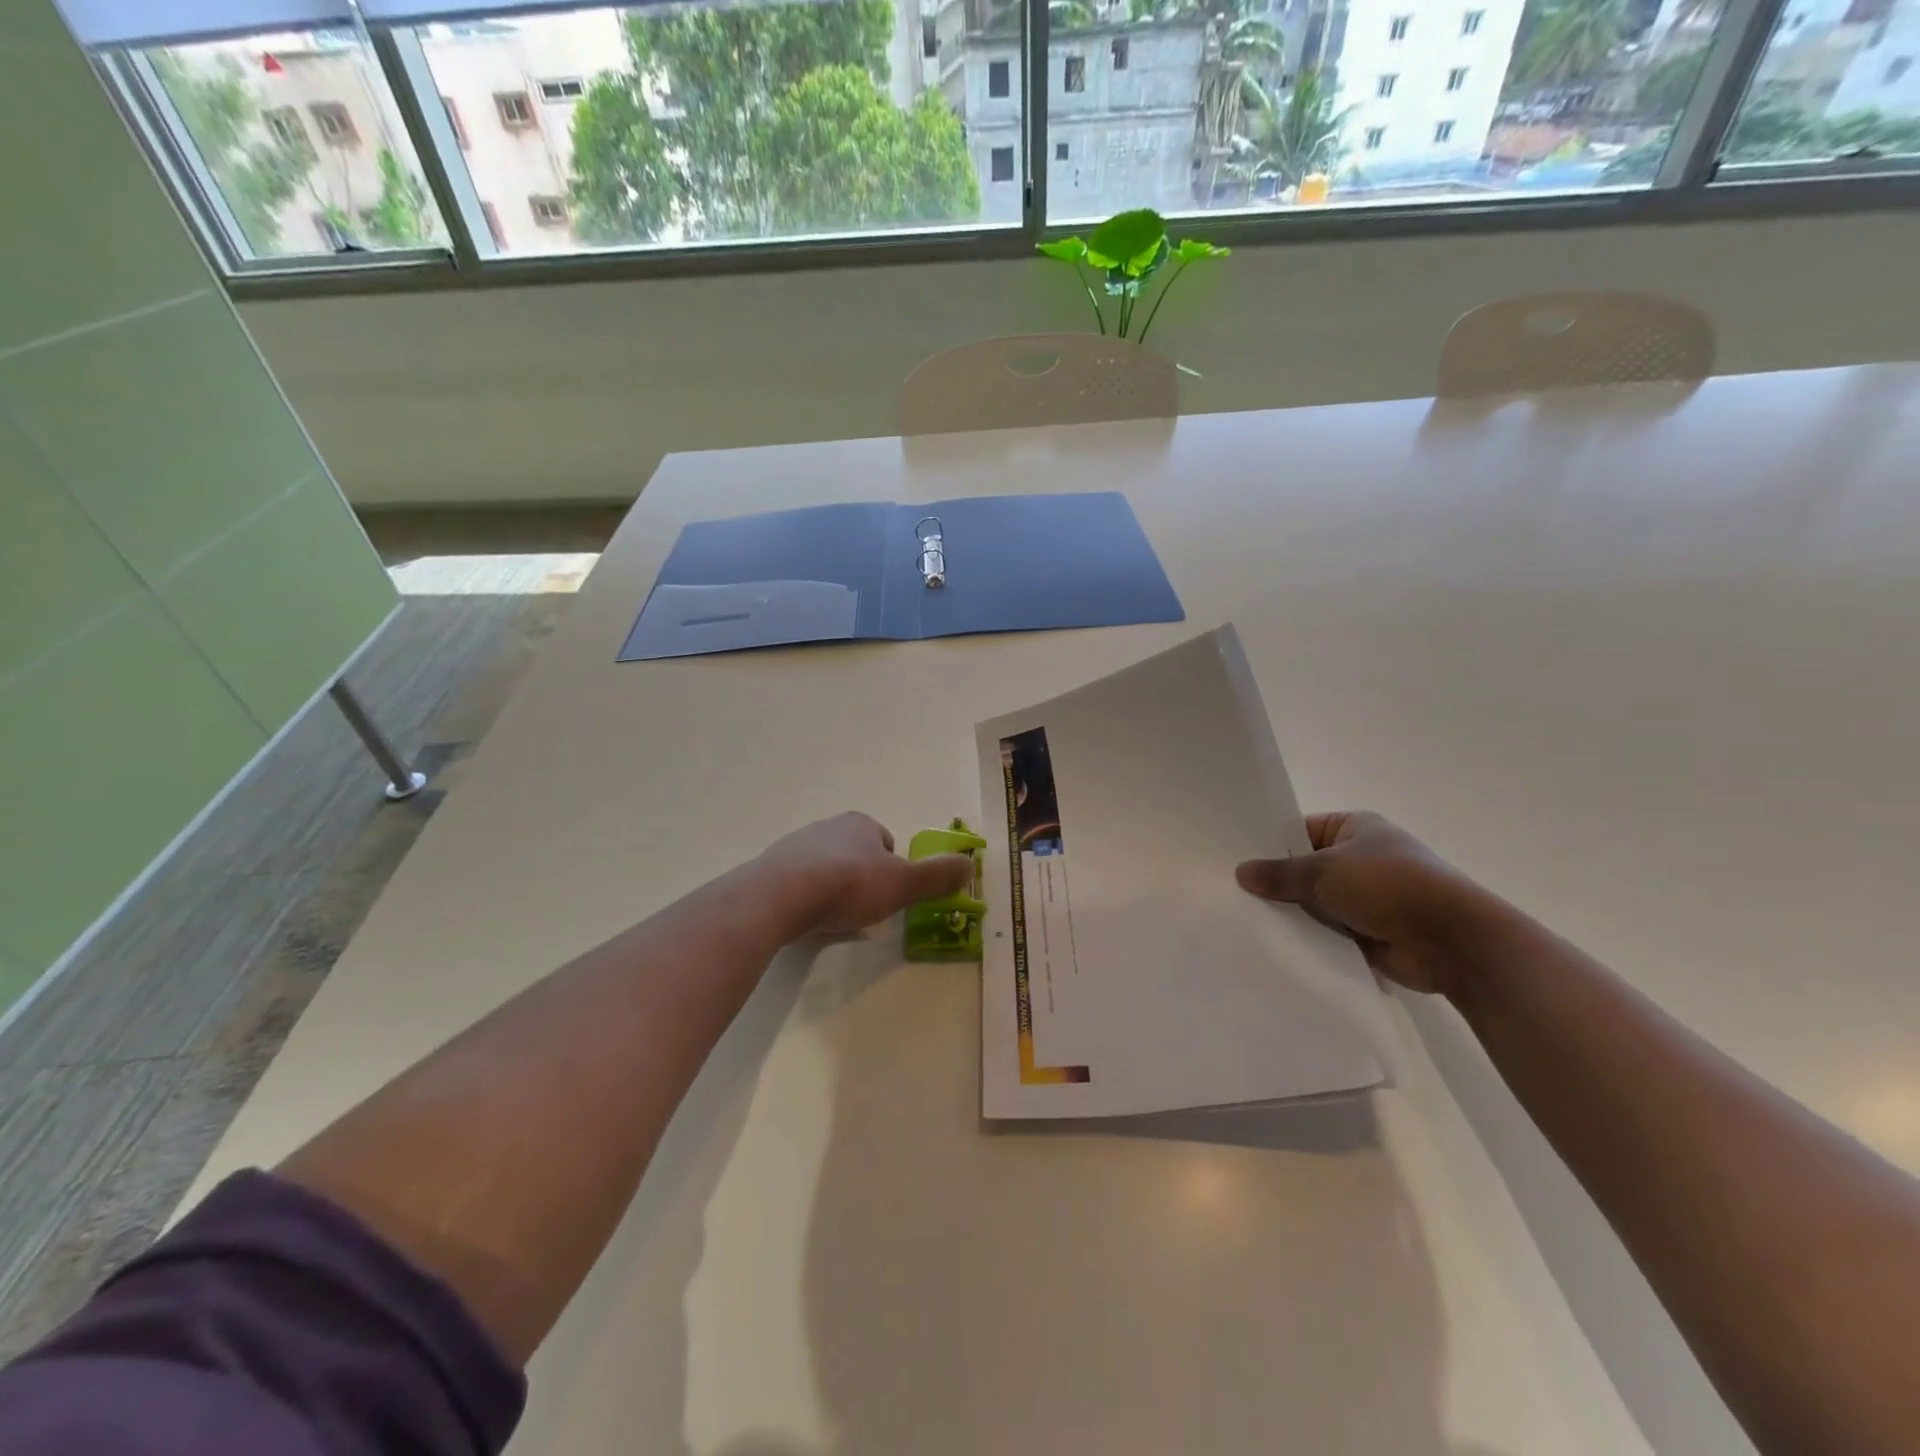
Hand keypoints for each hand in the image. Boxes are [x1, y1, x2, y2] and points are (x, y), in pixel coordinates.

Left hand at [758, 812, 974, 937]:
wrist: (781, 895)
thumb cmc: (849, 885)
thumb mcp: (903, 884)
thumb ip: (937, 877)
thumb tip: (971, 865)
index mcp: (861, 823)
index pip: (885, 842)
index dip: (892, 869)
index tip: (889, 896)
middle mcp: (829, 826)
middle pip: (855, 854)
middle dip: (862, 878)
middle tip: (864, 910)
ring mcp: (797, 844)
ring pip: (827, 866)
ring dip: (833, 887)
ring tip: (835, 917)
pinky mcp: (772, 867)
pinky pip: (799, 881)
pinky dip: (807, 897)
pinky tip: (807, 918)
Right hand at [1235, 812, 1498, 996]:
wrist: (1452, 942)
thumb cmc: (1388, 886)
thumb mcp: (1324, 871)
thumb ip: (1280, 874)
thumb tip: (1241, 872)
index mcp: (1355, 828)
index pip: (1300, 830)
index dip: (1270, 844)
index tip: (1235, 859)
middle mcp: (1361, 858)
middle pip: (1305, 868)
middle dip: (1277, 882)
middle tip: (1232, 892)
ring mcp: (1367, 897)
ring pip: (1315, 902)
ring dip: (1293, 913)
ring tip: (1245, 920)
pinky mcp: (1369, 932)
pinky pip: (1328, 932)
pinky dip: (1310, 938)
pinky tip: (1274, 944)